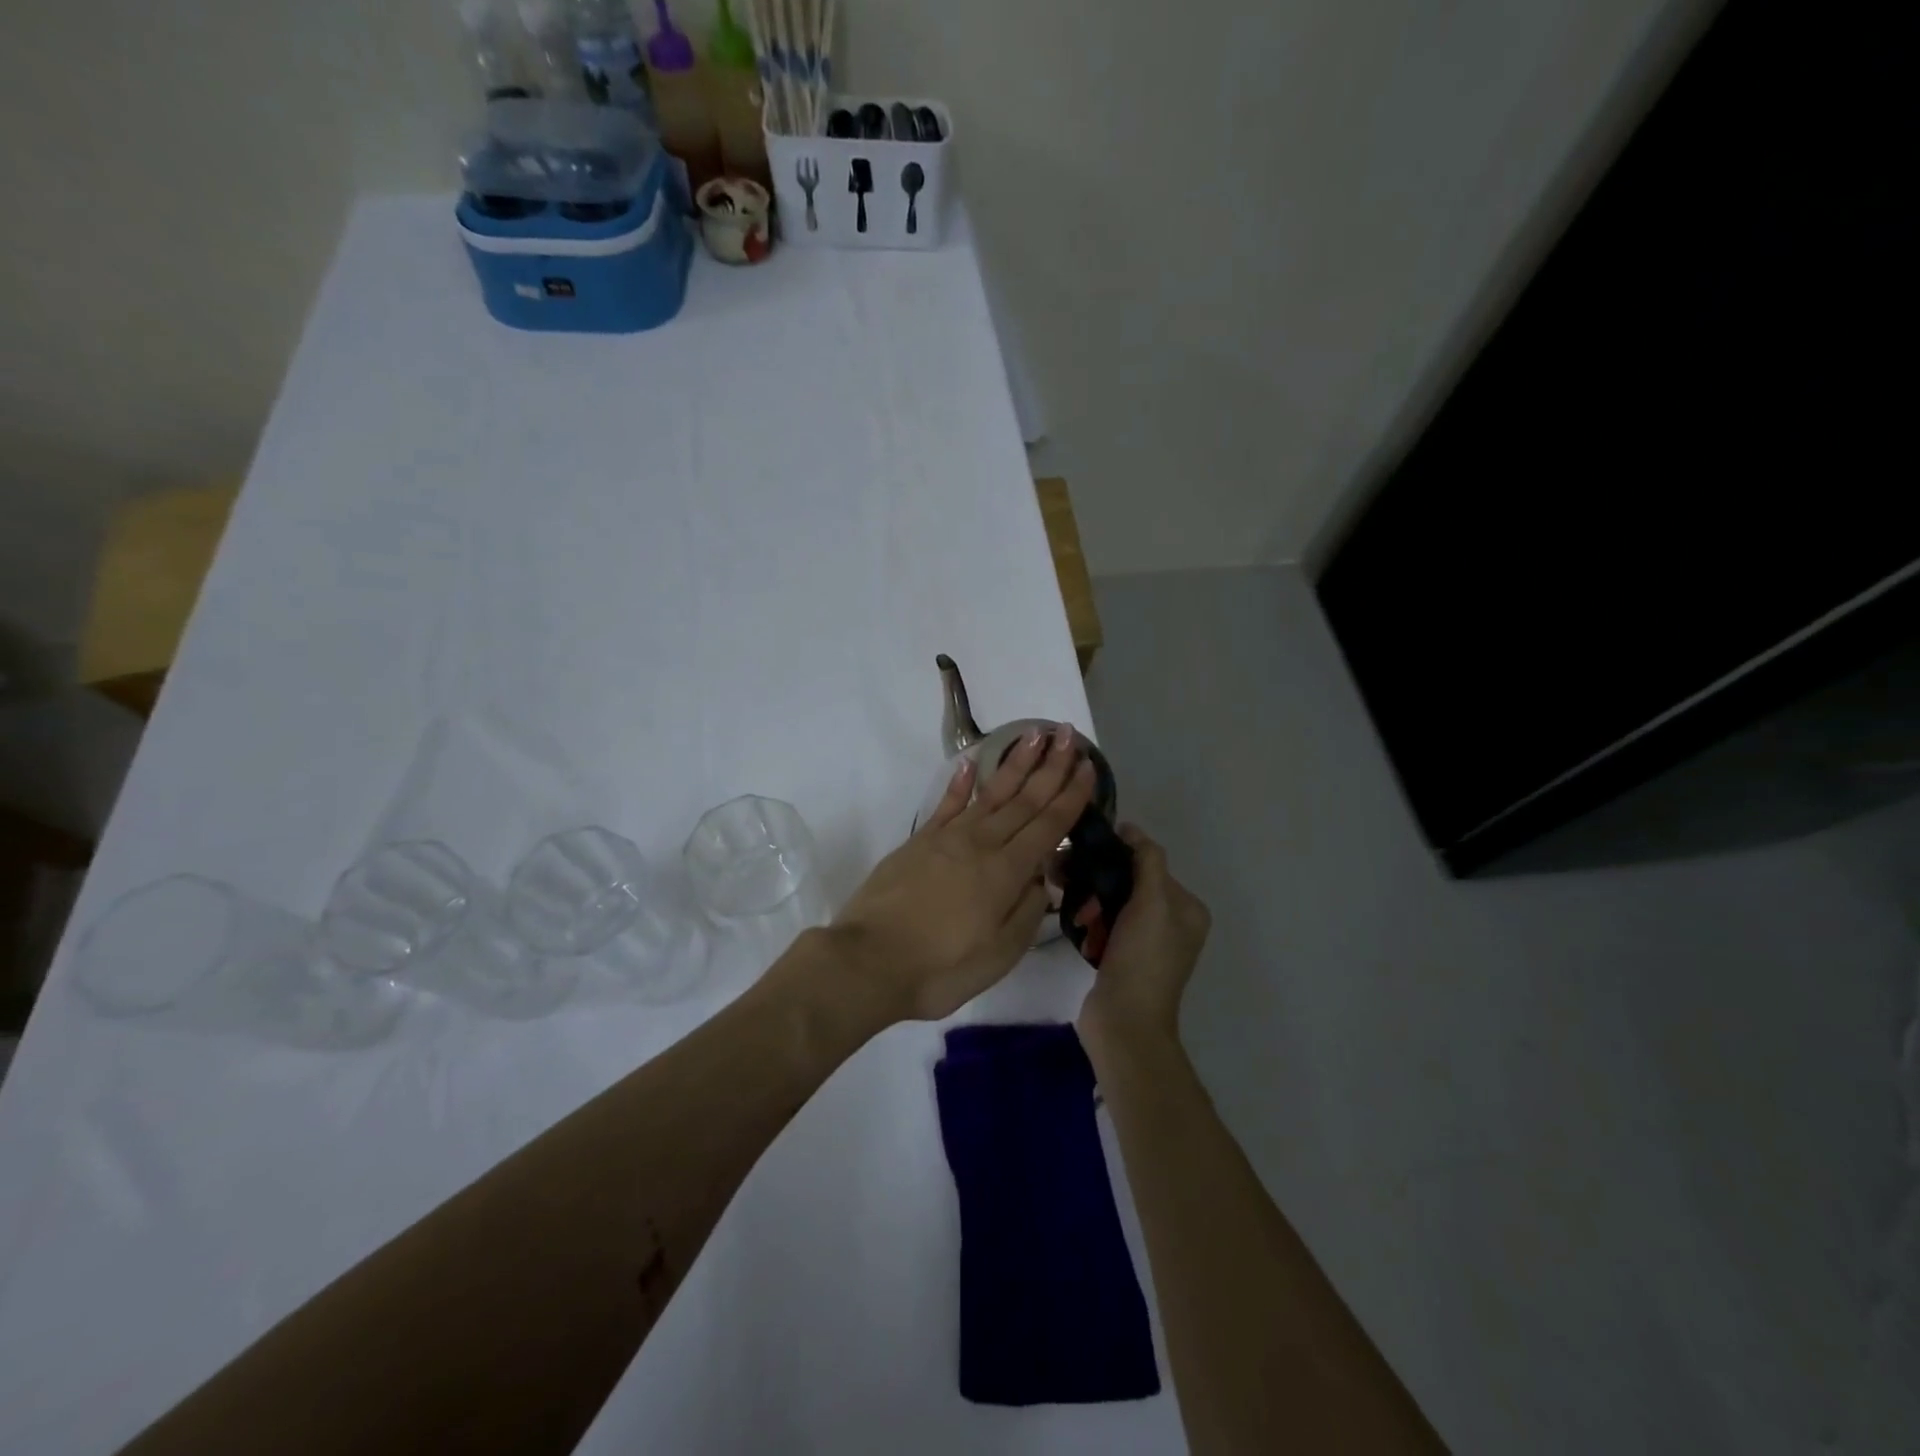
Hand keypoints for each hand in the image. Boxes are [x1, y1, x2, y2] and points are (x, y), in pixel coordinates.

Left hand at [828, 722, 1095, 1021]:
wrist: (869, 960)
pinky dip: (960, 782)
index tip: (1089, 766)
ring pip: (990, 793)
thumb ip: (1027, 911)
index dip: (1071, 795)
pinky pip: (946, 803)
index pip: (1048, 825)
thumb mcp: (999, 954)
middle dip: (1051, 766)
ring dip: (1015, 763)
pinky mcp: (920, 841)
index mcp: (1006, 871)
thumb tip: (1042, 877)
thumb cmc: (940, 967)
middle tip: (1069, 733)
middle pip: (1024, 799)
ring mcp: (947, 837)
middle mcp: (981, 843)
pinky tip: (972, 763)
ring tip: (1034, 734)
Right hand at [1078, 825, 1210, 1044]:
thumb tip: (1131, 829)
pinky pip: (1103, 925)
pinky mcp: (1122, 957)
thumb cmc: (1143, 959)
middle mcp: (1172, 923)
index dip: (1119, 857)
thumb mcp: (1153, 902)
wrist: (1124, 1023)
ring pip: (1112, 904)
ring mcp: (1146, 943)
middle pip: (1129, 883)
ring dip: (1090, 903)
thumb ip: (1146, 860)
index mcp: (1187, 909)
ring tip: (1074, 912)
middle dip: (1099, 883)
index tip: (1087, 855)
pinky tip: (1079, 931)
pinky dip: (1090, 925)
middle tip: (1074, 888)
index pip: (1150, 864)